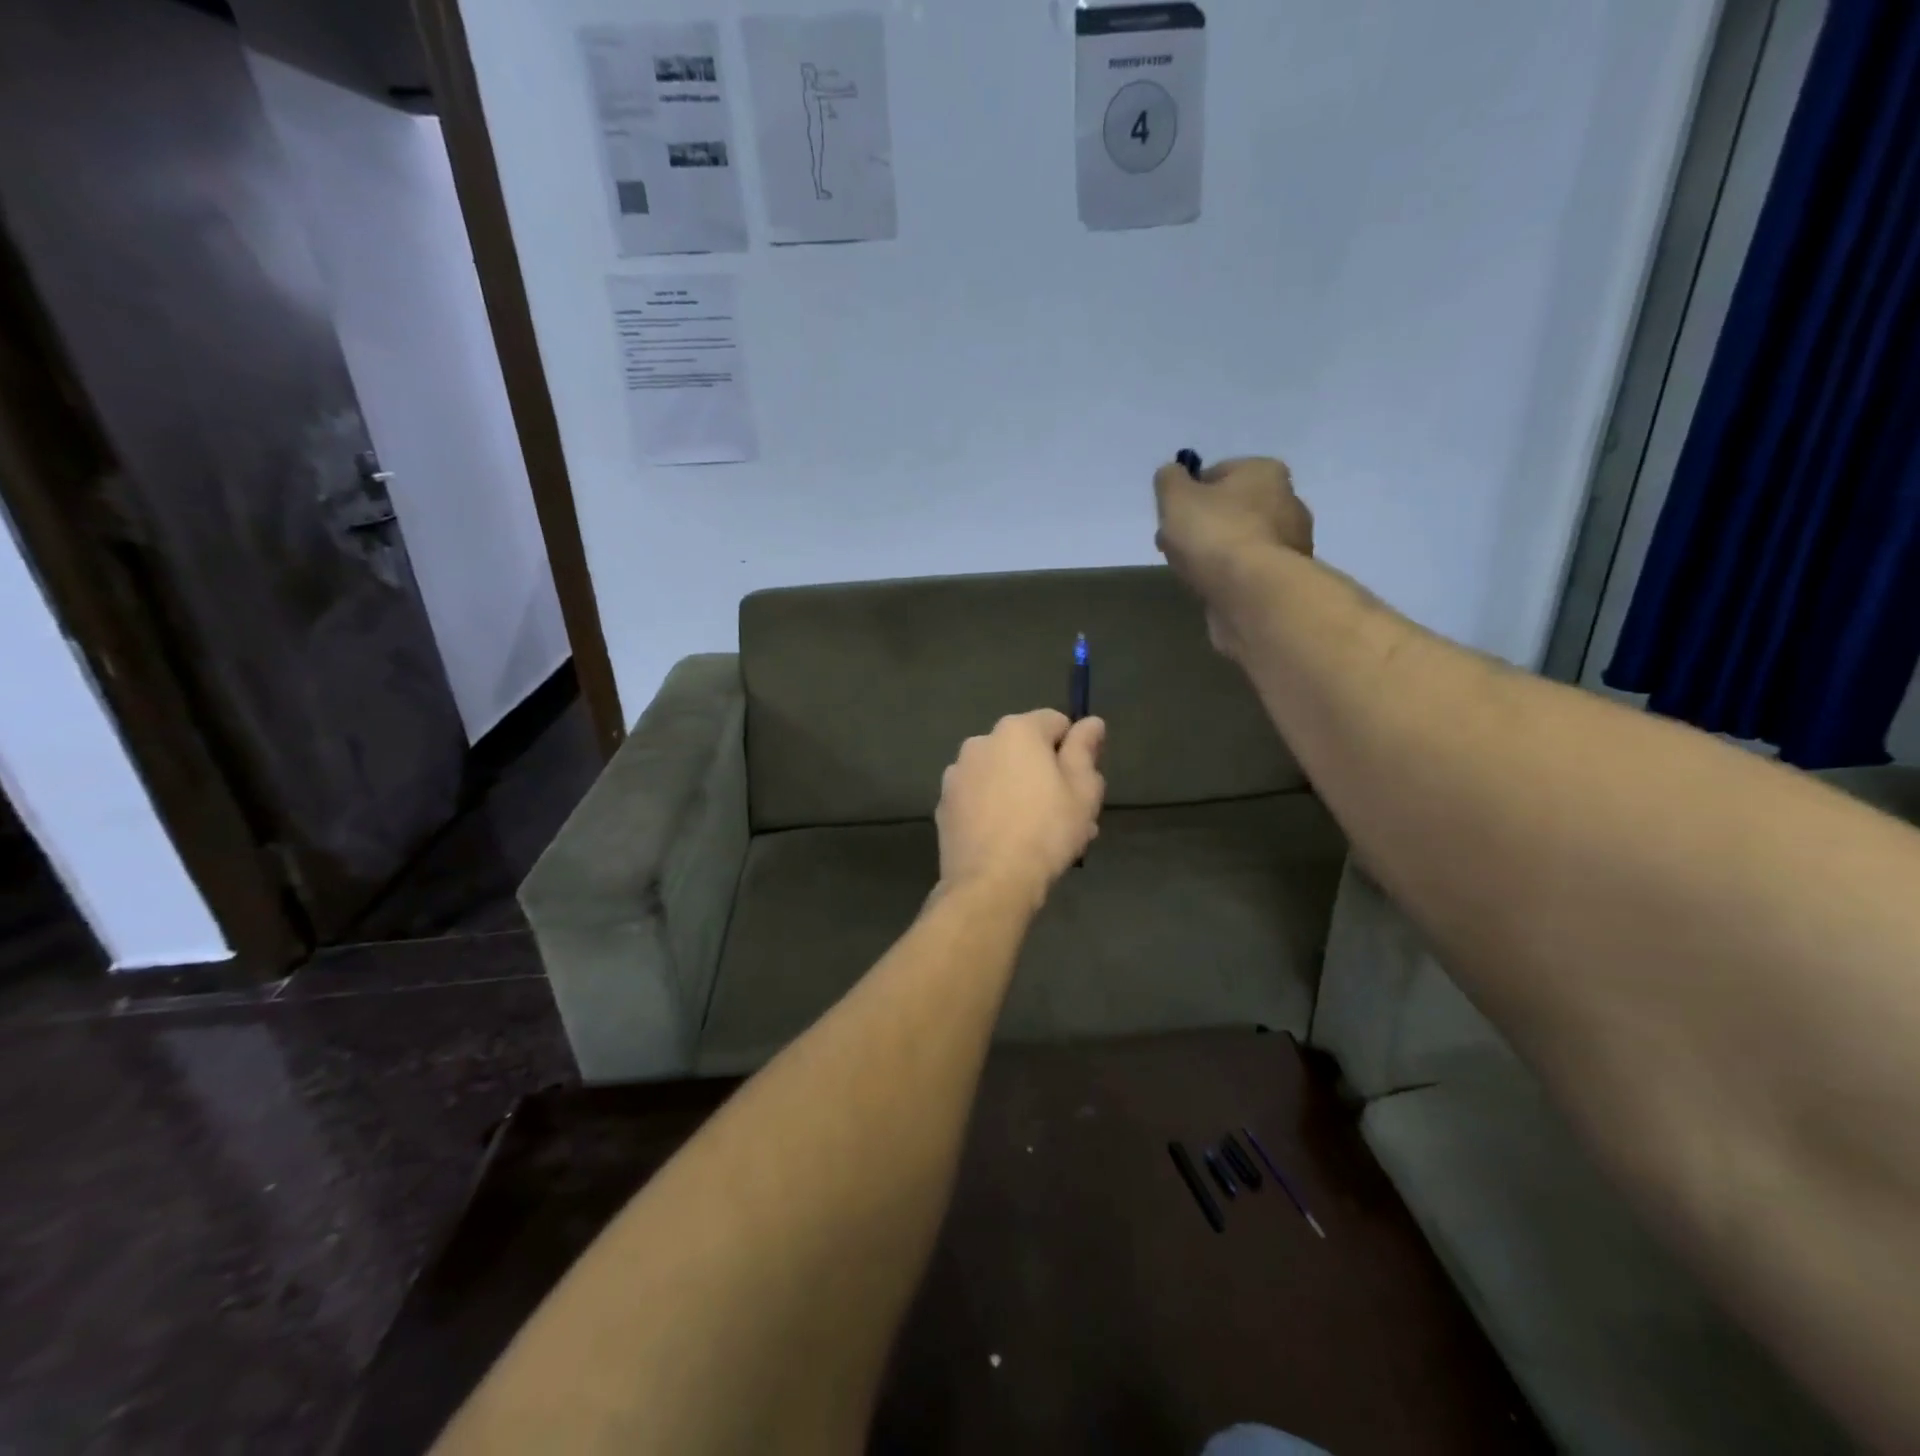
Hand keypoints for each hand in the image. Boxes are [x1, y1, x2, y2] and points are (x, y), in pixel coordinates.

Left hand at [936, 710, 1106, 905]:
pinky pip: (978, 798)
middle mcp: (981, 742)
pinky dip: (994, 809)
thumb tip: (1091, 722)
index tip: (1083, 782)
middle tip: (1069, 814)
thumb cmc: (1047, 830)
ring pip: (1000, 775)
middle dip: (1047, 774)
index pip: (1055, 723)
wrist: (991, 882)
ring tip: (1041, 834)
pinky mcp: (944, 805)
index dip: (1075, 749)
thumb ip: (1085, 749)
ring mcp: (957, 774)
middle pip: (1024, 750)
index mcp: (1017, 730)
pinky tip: (1009, 841)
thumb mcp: (1083, 790)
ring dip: (1021, 792)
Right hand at [1153, 456, 1314, 585]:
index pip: (1218, 472)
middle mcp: (1287, 500)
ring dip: (1216, 553)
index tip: (1170, 518)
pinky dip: (1230, 576)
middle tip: (1176, 547)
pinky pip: (1249, 570)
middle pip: (1231, 508)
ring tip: (1190, 572)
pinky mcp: (1286, 578)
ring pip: (1240, 541)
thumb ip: (1169, 480)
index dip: (1189, 493)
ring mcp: (1291, 542)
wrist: (1253, 593)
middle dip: (1202, 525)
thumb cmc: (1214, 535)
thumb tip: (1171, 474)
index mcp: (1264, 471)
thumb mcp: (1175, 497)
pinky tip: (1213, 588)